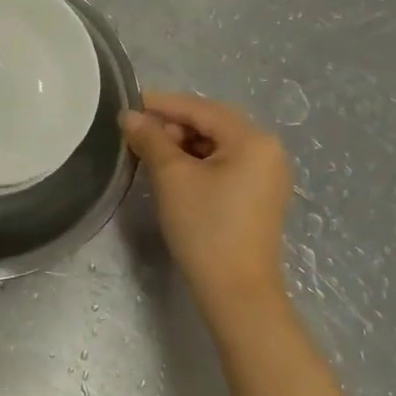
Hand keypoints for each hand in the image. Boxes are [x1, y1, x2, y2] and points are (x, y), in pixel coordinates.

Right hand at [120, 92, 292, 320]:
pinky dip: (197, 161)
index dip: (162, 104)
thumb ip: (151, 139)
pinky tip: (172, 169)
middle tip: (137, 133)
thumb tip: (130, 116)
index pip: (201, 109)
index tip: (128, 104)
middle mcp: (267, 149)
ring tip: (150, 151)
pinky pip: (225, 163)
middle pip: (212, 123)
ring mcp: (267, 174)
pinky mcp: (259, 195)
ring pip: (217, 144)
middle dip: (172, 124)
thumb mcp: (172, 177)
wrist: (236, 292)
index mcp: (253, 139)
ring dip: (183, 143)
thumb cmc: (205, 226)